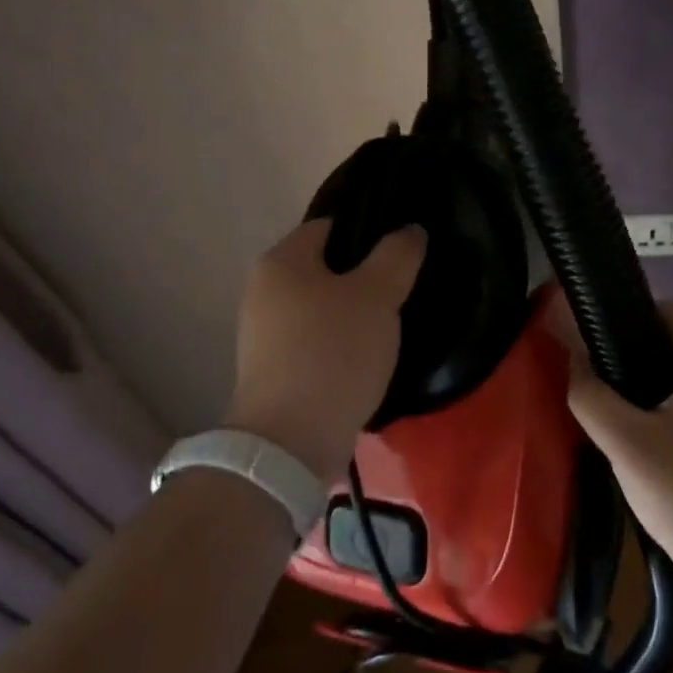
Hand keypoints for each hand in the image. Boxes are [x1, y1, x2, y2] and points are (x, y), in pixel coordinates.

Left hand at [224, 219, 425, 483]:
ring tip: (390, 329)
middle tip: (402, 292)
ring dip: (353, 315)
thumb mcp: (377, 296)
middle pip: (325, 269)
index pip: (329, 226)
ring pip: (322, 309)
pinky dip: (339, 346)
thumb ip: (397, 256)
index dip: (368, 233)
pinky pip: (314, 343)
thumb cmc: (332, 354)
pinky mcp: (271, 372)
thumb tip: (410, 230)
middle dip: (364, 278)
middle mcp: (263, 291)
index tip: (401, 253)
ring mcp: (263, 335)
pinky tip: (366, 361)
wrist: (289, 446)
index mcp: (281, 261)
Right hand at [547, 295, 672, 577]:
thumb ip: (592, 396)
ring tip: (604, 396)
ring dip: (642, 380)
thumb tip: (573, 361)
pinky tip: (628, 434)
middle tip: (595, 365)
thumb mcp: (626, 443)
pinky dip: (655, 407)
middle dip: (633, 347)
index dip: (640, 311)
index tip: (602, 330)